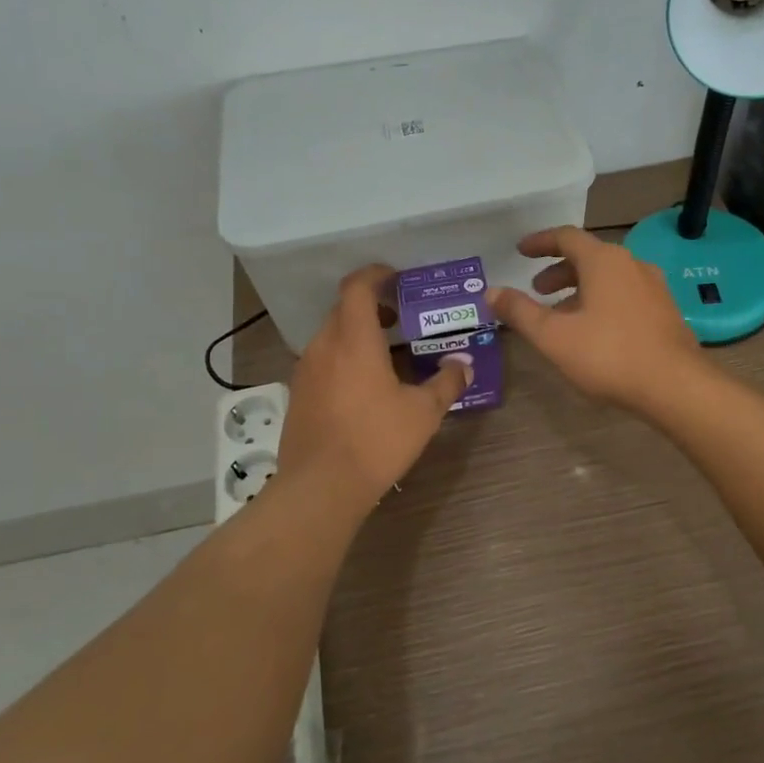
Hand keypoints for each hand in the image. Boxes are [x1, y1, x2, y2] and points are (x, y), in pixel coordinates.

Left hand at [278, 265, 468, 510]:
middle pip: (344, 309)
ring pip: (331, 335)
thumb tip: (465, 365)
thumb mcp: (423, 413)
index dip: (376, 274)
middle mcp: (324, 346)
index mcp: (354, 339)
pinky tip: (364, 385)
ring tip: (387, 352)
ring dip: (357, 333)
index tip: (396, 277)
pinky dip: (343, 357)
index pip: (357, 287)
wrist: (320, 488)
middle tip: (400, 316)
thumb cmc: (375, 440)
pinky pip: (322, 360)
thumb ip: (447, 382)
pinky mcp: (299, 394)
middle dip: (371, 305)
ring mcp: (305, 370)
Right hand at [491, 228, 703, 412]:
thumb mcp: (554, 336)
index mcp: (604, 261)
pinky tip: (594, 331)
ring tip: (561, 315)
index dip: (540, 242)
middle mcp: (631, 264)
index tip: (521, 251)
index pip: (566, 237)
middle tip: (537, 290)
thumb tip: (492, 292)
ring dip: (580, 288)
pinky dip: (601, 301)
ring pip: (608, 277)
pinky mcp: (665, 310)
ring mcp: (653, 287)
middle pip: (588, 257)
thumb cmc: (608, 355)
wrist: (675, 386)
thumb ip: (520, 312)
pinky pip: (625, 294)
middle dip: (559, 271)